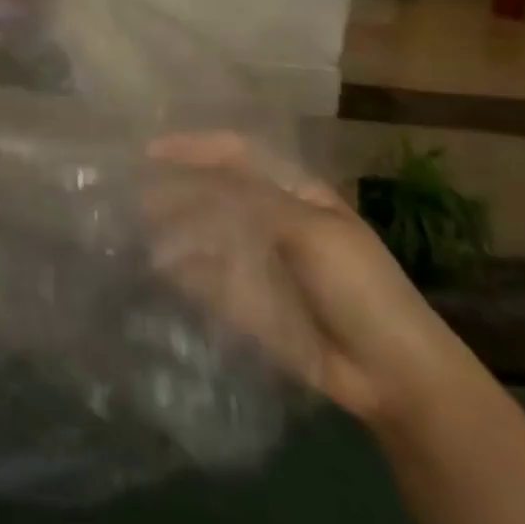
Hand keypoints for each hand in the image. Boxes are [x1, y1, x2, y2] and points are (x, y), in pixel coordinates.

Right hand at [146, 134, 481, 430]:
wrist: (393, 376)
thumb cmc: (361, 288)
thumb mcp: (312, 230)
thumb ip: (250, 199)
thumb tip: (186, 183)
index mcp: (292, 192)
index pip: (234, 154)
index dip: (193, 147)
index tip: (149, 151)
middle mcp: (266, 218)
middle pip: (209, 192)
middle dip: (171, 188)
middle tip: (131, 193)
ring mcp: (252, 259)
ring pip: (199, 232)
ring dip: (168, 226)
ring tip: (134, 227)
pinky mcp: (242, 300)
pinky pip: (201, 276)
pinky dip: (176, 268)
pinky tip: (153, 265)